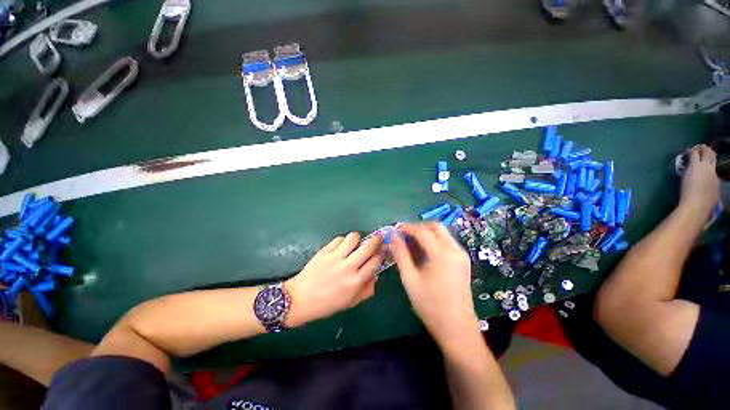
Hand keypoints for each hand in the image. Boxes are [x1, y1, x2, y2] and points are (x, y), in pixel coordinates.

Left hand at [285, 232, 384, 326]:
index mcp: (356, 281)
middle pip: (368, 247)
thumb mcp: (351, 302)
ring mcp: (336, 257)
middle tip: (379, 237)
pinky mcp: (325, 251)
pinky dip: (343, 240)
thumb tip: (376, 275)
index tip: (385, 248)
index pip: (375, 262)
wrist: (301, 299)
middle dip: (377, 239)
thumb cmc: (327, 304)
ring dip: (358, 238)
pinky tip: (341, 246)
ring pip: (353, 238)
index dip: (382, 253)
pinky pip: (339, 239)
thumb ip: (367, 290)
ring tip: (357, 242)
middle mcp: (348, 267)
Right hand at [391, 223, 477, 346]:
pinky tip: (424, 252)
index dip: (407, 227)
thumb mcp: (410, 278)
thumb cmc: (430, 305)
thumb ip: (400, 254)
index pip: (422, 231)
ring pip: (442, 233)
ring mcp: (461, 254)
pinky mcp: (463, 260)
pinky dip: (434, 241)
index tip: (395, 229)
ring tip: (411, 243)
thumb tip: (392, 236)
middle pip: (436, 227)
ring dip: (426, 233)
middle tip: (404, 235)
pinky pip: (447, 242)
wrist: (456, 327)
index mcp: (442, 254)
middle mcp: (455, 249)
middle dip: (419, 227)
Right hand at [679, 145, 719, 220]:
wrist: (697, 205)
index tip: (689, 151)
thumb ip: (688, 169)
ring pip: (713, 159)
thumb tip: (689, 165)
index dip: (693, 150)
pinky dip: (710, 170)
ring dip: (709, 157)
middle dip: (703, 149)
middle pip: (708, 152)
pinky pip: (714, 172)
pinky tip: (706, 175)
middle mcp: (707, 166)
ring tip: (704, 158)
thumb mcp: (684, 178)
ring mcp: (714, 173)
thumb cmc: (686, 193)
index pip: (695, 152)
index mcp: (697, 165)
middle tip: (699, 149)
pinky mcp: (717, 181)